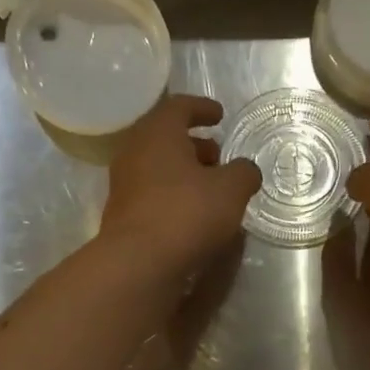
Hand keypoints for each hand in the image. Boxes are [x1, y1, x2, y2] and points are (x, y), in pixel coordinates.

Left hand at [100, 95, 261, 280]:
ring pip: (158, 167)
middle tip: (218, 156)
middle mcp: (135, 152)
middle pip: (166, 138)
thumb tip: (246, 170)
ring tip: (210, 188)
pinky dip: (173, 195)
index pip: (179, 107)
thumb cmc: (187, 213)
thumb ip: (243, 173)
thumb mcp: (231, 190)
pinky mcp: (123, 214)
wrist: (139, 263)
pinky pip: (152, 193)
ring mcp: (124, 184)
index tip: (220, 116)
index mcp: (158, 133)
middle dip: (194, 145)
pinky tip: (193, 213)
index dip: (202, 108)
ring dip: (184, 172)